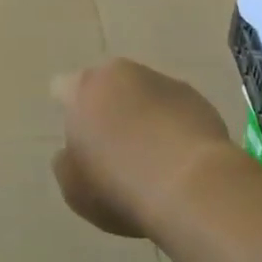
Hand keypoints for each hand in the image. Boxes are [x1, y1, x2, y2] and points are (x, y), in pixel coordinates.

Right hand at [50, 60, 231, 237]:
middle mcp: (122, 73)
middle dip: (108, 106)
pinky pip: (174, 109)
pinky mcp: (198, 99)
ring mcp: (164, 83)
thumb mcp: (74, 188)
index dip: (69, 110)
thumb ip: (66, 162)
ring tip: (151, 156)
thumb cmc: (120, 187)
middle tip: (114, 146)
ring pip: (143, 94)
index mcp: (84, 88)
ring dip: (142, 114)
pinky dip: (173, 126)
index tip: (78, 137)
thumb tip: (74, 151)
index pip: (64, 87)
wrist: (193, 188)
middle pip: (107, 85)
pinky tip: (179, 159)